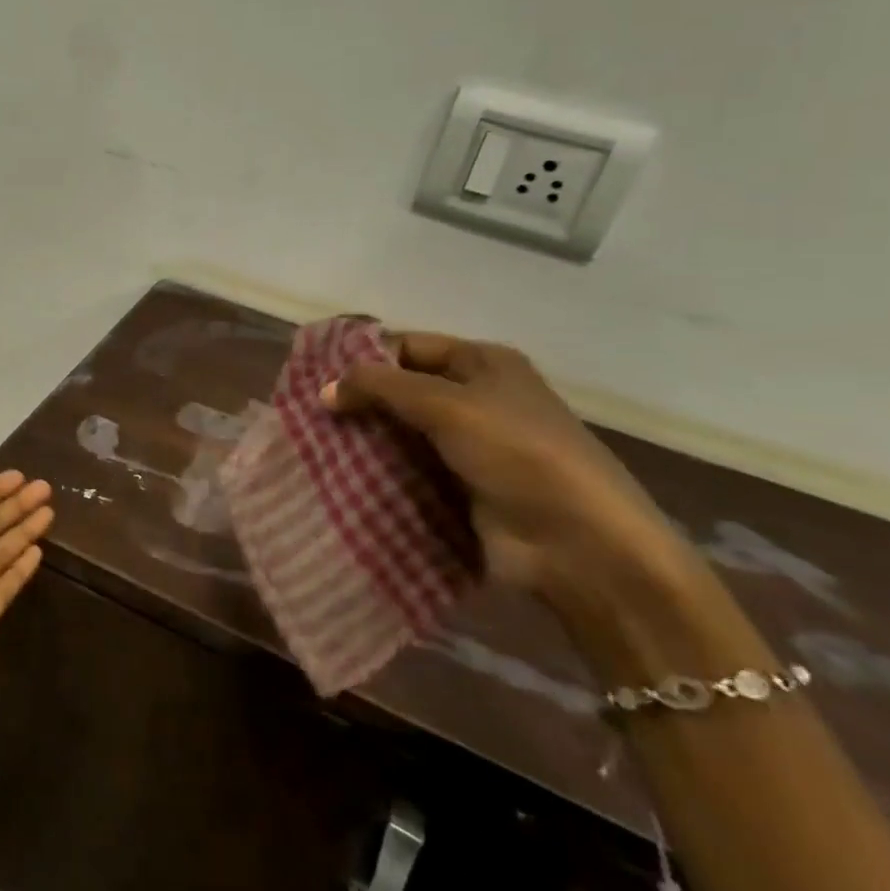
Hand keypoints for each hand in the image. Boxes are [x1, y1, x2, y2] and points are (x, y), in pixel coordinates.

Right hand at [323, 332, 690, 601]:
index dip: (366, 356)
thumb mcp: (447, 404)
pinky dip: (381, 474)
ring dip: (366, 440)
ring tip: (313, 445)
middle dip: (360, 400)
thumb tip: (325, 389)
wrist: (580, 545)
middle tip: (308, 413)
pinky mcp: (462, 491)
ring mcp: (470, 448)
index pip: (410, 345)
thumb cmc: (518, 453)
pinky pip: (411, 473)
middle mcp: (476, 399)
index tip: (318, 375)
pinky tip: (341, 477)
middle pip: (404, 390)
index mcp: (483, 363)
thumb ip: (382, 387)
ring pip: (403, 434)